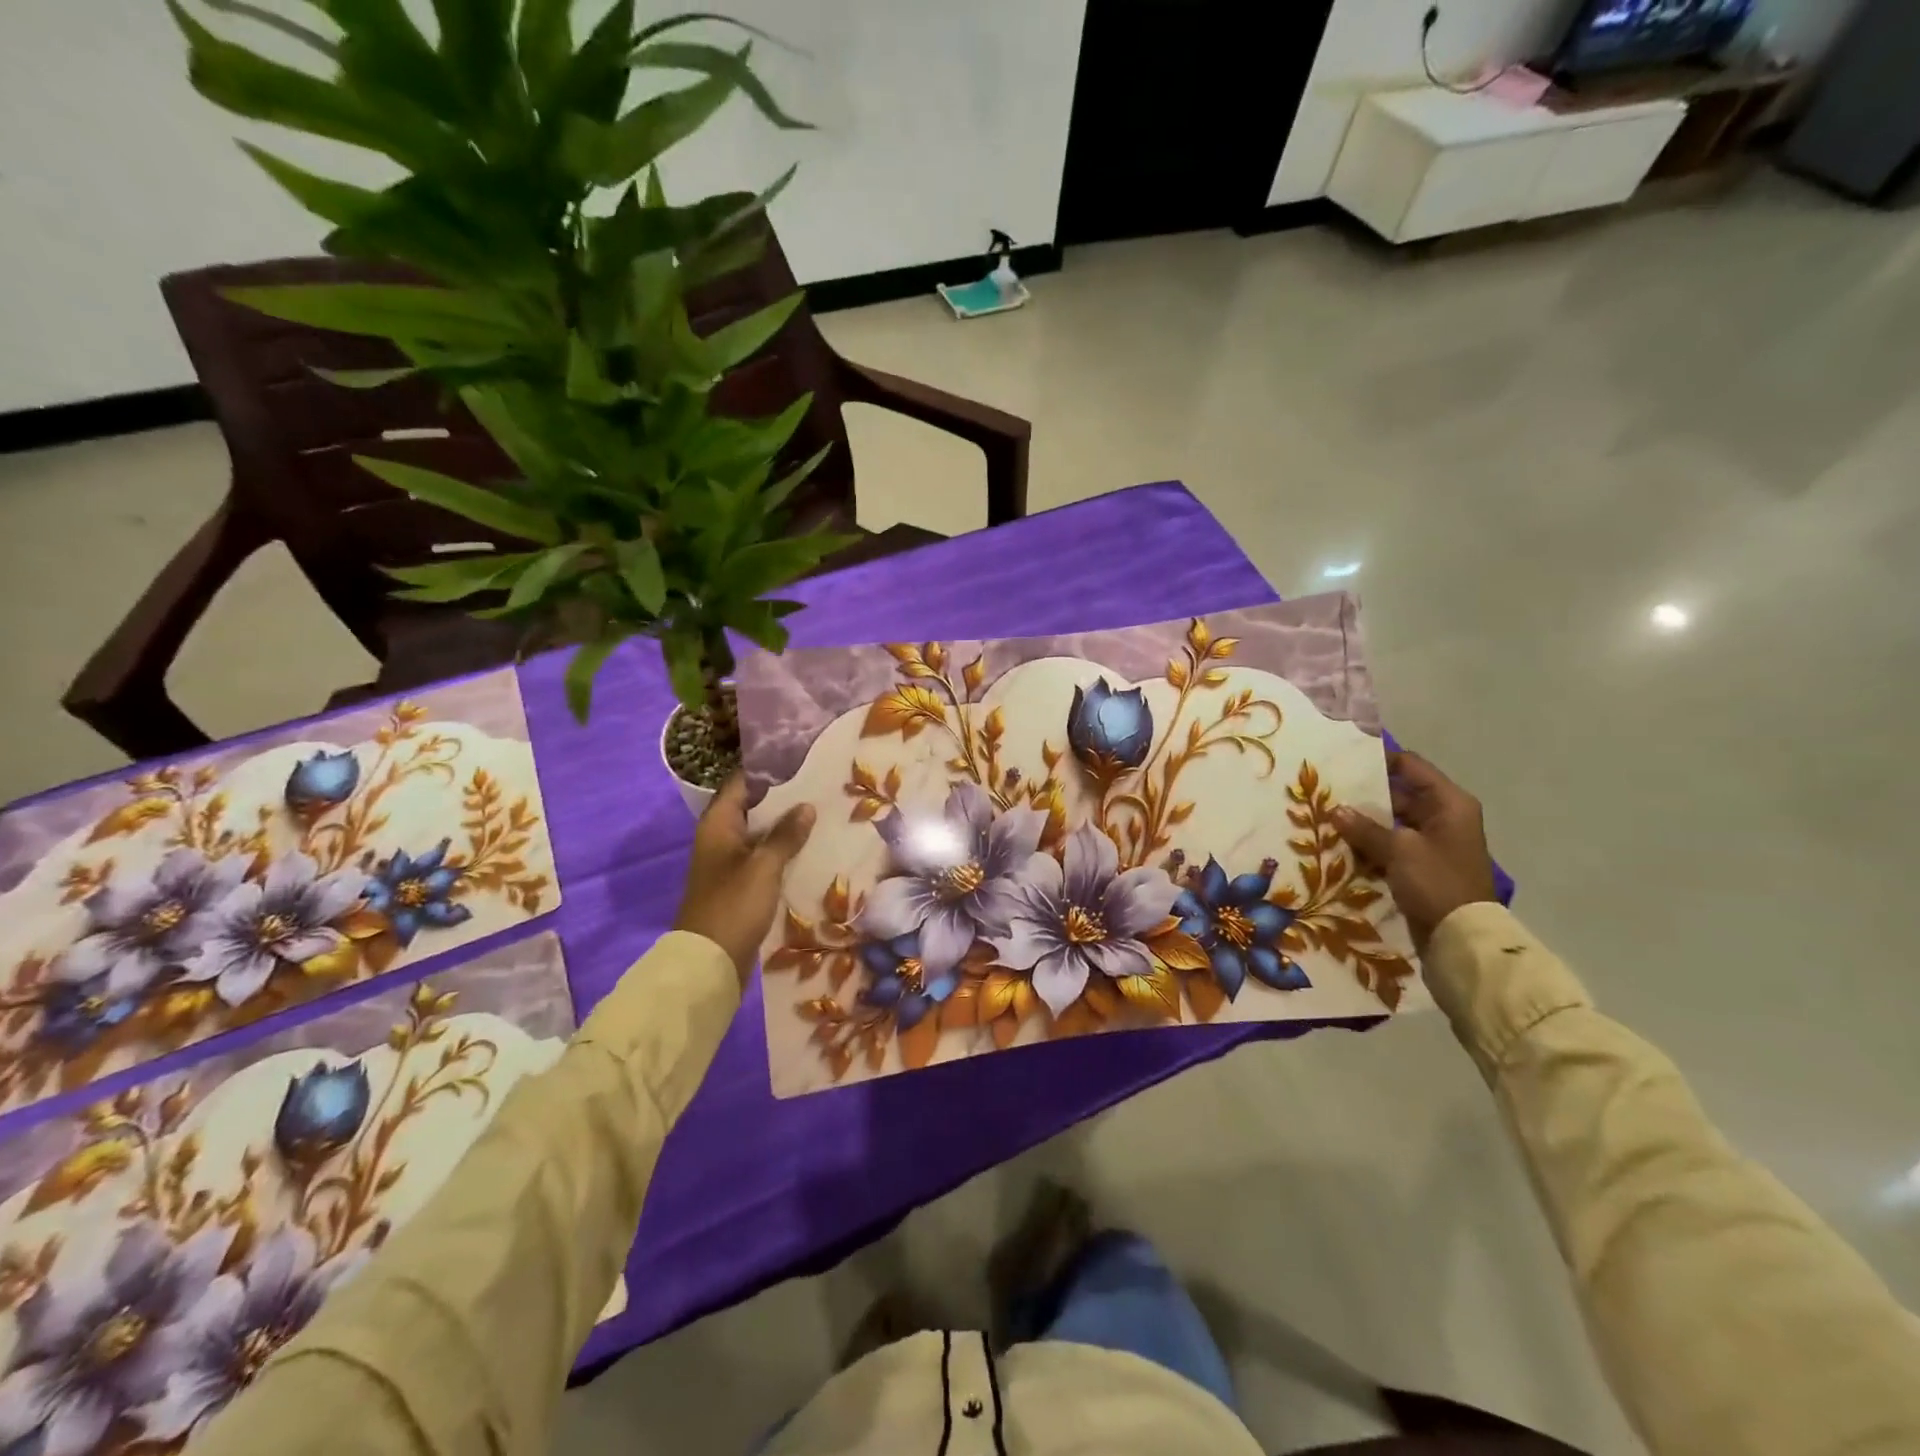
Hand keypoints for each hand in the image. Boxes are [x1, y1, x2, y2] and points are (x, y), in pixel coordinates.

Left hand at [673, 776, 815, 986]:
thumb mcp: (764, 866)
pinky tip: (811, 848)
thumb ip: (786, 835)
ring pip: (761, 833)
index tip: (800, 758)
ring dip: (786, 825)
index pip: (741, 783)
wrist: (710, 961)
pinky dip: (784, 850)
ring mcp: (730, 862)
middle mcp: (721, 837)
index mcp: (718, 825)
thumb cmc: (733, 905)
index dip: (767, 769)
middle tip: (820, 784)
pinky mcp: (740, 884)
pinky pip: (764, 857)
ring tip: (823, 812)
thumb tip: (806, 806)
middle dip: (784, 797)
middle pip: (753, 807)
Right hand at [1331, 751, 1497, 950]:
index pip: (1411, 766)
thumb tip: (1336, 810)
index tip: (1344, 760)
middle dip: (1364, 795)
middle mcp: (1443, 817)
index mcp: (1449, 803)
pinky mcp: (1421, 866)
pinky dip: (1369, 844)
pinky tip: (1340, 844)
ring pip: (1390, 822)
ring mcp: (1432, 842)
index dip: (1379, 760)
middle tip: (1326, 792)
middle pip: (1398, 794)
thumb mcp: (1399, 850)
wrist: (1461, 938)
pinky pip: (1390, 845)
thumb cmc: (1437, 882)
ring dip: (1363, 822)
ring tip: (1326, 818)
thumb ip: (1365, 828)